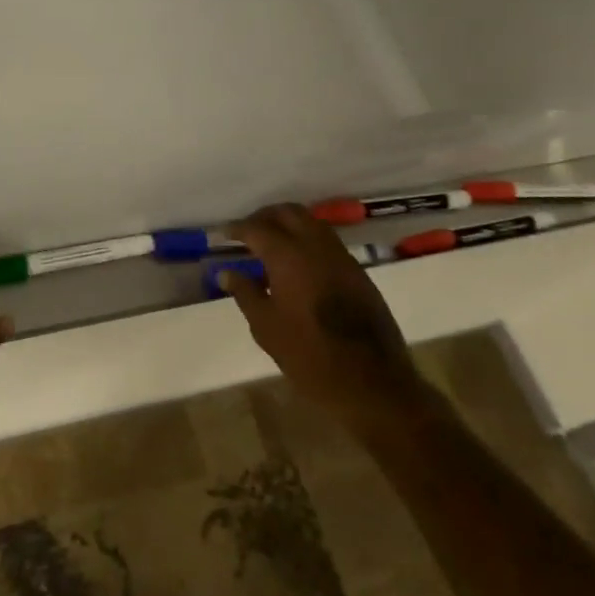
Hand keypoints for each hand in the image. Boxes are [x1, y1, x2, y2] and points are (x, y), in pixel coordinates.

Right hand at [218, 203, 425, 429]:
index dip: (236, 229)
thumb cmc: (309, 356)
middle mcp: (315, 246)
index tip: (222, 235)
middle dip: (264, 216)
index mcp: (288, 256)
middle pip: (287, 212)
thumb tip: (226, 272)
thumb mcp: (266, 327)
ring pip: (311, 222)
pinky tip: (298, 264)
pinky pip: (327, 241)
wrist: (372, 382)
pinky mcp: (357, 271)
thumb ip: (245, 293)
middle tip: (247, 233)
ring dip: (288, 224)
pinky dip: (308, 239)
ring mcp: (341, 256)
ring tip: (271, 245)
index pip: (256, 228)